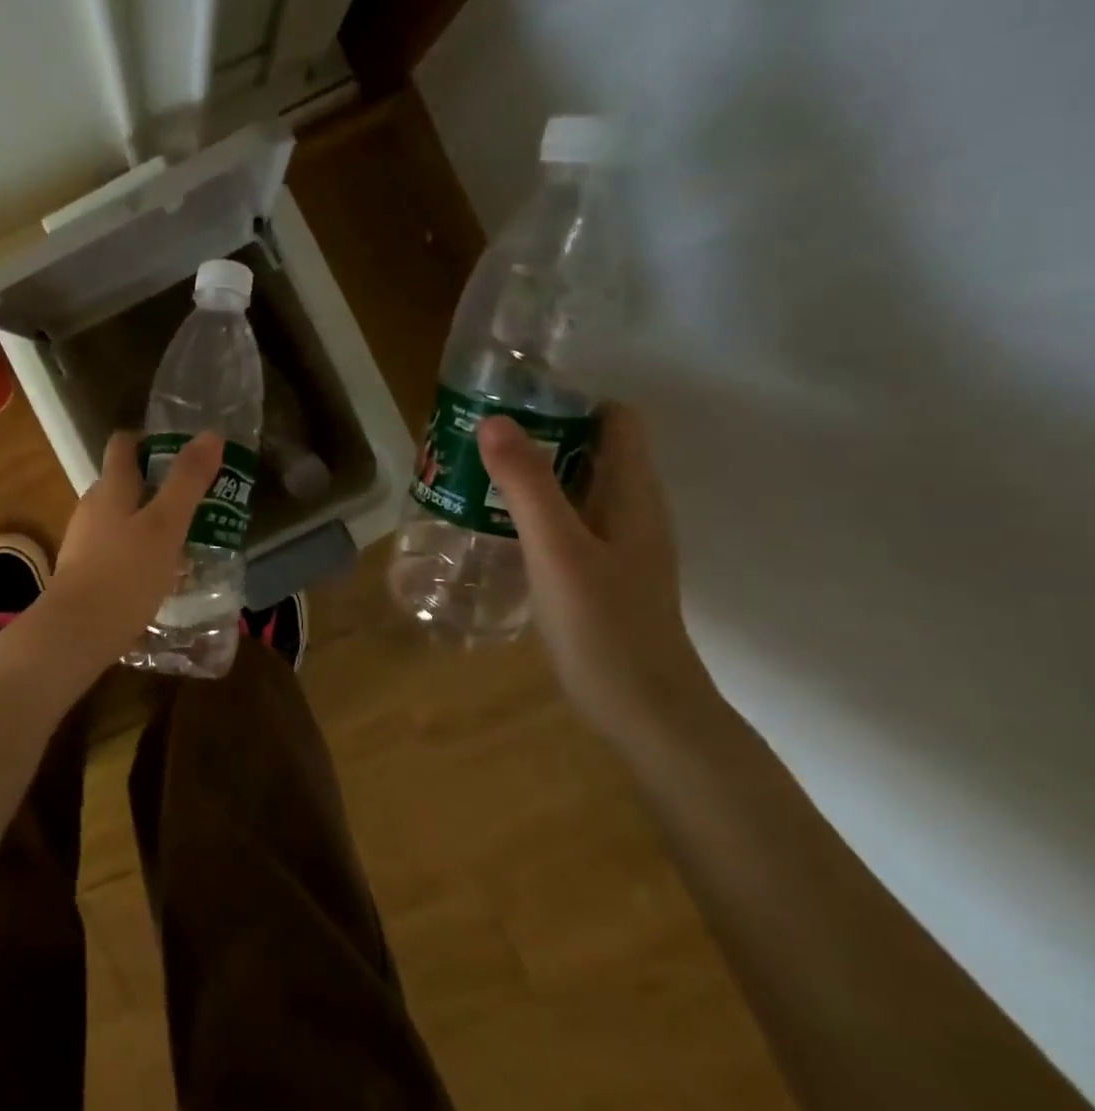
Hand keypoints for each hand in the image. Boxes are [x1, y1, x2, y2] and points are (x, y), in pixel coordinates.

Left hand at [31, 431, 224, 670]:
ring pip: (119, 518)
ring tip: (183, 540)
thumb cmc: (125, 573)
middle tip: (194, 500)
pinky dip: (136, 552)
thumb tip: (210, 434)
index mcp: (110, 488)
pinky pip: (114, 550)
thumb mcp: (166, 525)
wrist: (75, 633)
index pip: (123, 444)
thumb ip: (187, 481)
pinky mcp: (82, 572)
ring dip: (148, 521)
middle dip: (156, 485)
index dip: (149, 440)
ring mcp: (83, 541)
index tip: (180, 451)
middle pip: (122, 482)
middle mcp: (91, 507)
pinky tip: (158, 575)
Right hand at [478, 403, 710, 738]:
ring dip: (527, 473)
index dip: (567, 400)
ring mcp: (614, 541)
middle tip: (472, 439)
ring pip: (571, 485)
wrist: (642, 710)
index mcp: (632, 492)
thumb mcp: (558, 548)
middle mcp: (629, 507)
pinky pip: (561, 520)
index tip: (509, 403)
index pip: (614, 417)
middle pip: (588, 447)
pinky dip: (528, 510)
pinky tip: (488, 524)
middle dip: (534, 434)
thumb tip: (493, 418)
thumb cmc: (604, 625)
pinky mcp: (596, 570)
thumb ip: (527, 484)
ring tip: (469, 474)